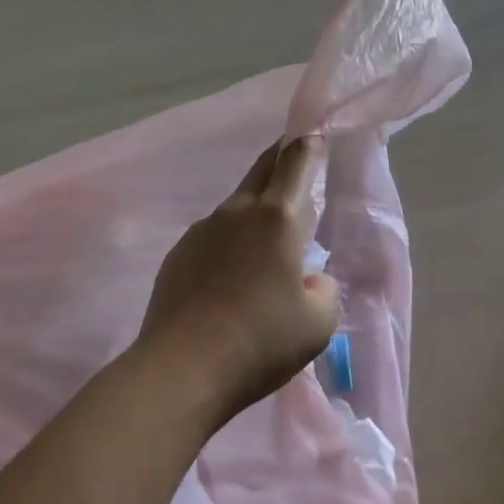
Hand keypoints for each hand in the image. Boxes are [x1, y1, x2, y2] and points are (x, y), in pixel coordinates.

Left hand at [138, 136, 340, 423]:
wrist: (181, 369)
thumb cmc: (260, 342)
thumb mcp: (318, 323)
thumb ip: (323, 289)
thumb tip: (308, 278)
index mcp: (278, 217)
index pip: (296, 161)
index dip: (309, 143)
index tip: (315, 134)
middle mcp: (239, 211)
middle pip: (263, 168)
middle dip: (282, 156)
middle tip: (296, 155)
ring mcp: (203, 229)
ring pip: (238, 204)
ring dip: (257, 207)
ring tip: (267, 240)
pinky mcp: (179, 253)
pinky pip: (214, 234)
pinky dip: (231, 241)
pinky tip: (231, 276)